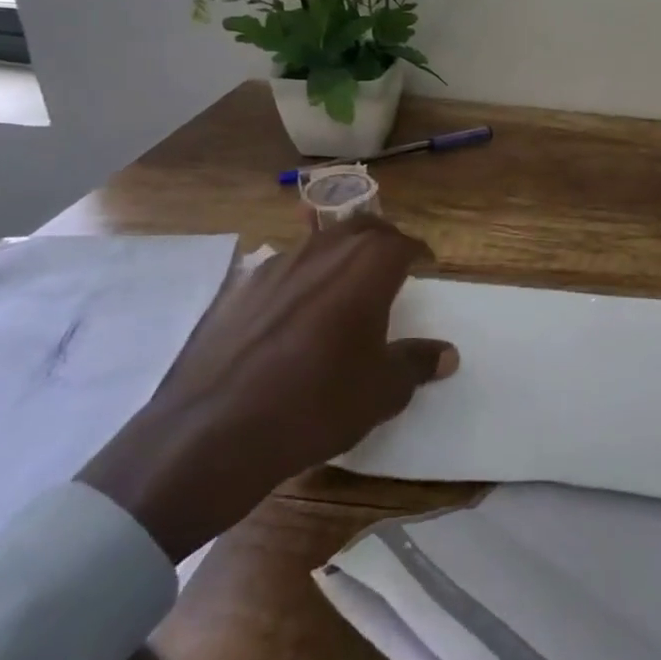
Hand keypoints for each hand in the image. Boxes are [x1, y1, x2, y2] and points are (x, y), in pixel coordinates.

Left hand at [78, 217, 455, 560]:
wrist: (213, 432)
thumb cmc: (316, 403)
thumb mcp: (381, 391)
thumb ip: (416, 363)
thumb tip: (447, 354)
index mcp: (366, 267)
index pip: (402, 243)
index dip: (418, 251)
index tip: (426, 263)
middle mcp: (323, 253)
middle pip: (361, 227)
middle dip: (382, 238)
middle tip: (392, 260)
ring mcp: (275, 267)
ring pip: (319, 242)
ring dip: (340, 253)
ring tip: (347, 281)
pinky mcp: (239, 290)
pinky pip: (282, 269)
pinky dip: (301, 277)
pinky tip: (296, 310)